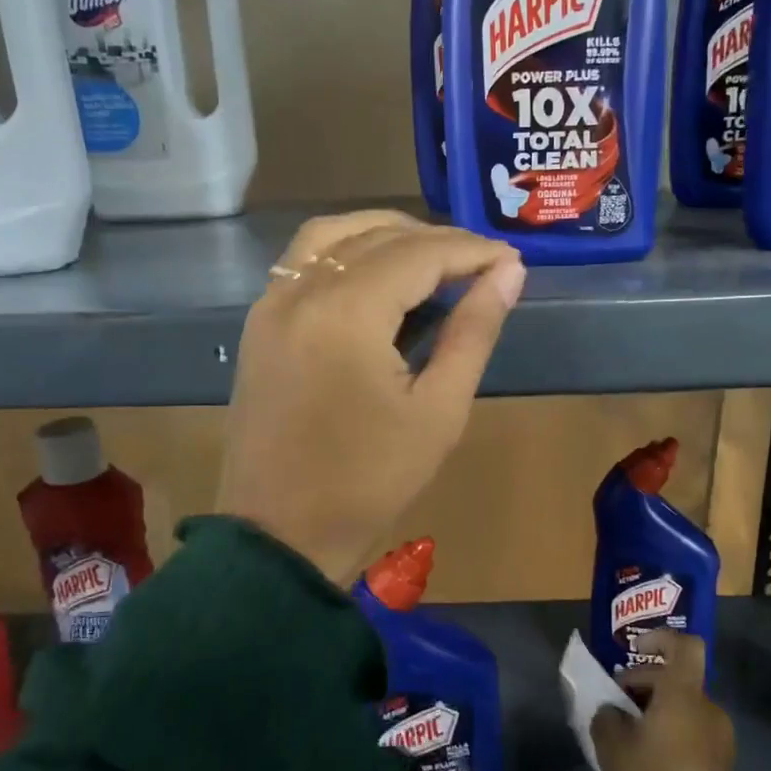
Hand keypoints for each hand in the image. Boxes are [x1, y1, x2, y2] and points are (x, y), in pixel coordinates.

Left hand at [216, 210, 525, 584]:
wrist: (280, 535)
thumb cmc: (369, 482)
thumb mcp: (438, 411)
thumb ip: (474, 333)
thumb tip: (509, 274)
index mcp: (347, 312)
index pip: (420, 254)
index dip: (471, 251)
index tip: (511, 262)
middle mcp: (301, 292)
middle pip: (376, 236)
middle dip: (435, 241)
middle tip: (481, 265)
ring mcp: (271, 305)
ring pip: (332, 237)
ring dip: (385, 234)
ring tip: (432, 260)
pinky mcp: (259, 325)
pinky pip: (302, 262)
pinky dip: (345, 252)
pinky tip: (376, 277)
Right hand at [592, 634, 737, 770]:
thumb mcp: (614, 749)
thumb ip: (606, 719)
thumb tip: (611, 711)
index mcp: (684, 694)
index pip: (684, 646)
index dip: (659, 638)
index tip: (634, 650)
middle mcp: (708, 709)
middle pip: (676, 680)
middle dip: (643, 686)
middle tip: (614, 708)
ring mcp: (720, 740)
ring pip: (684, 709)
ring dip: (656, 713)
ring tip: (627, 739)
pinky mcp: (722, 768)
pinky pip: (692, 735)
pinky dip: (670, 736)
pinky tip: (647, 763)